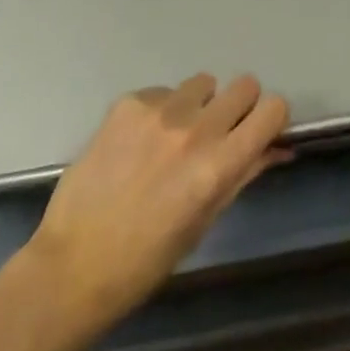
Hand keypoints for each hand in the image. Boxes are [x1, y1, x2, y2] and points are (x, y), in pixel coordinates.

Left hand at [24, 73, 289, 329]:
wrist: (70, 267)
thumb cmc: (145, 260)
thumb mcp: (203, 223)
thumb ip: (243, 175)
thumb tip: (280, 147)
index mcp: (217, 165)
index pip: (273, 108)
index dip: (271, 118)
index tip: (258, 132)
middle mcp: (195, 129)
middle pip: (245, 84)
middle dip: (238, 107)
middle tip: (217, 134)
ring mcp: (160, 110)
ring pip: (203, 83)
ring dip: (198, 105)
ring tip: (171, 139)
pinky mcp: (129, 103)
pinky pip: (162, 92)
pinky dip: (159, 112)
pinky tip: (138, 144)